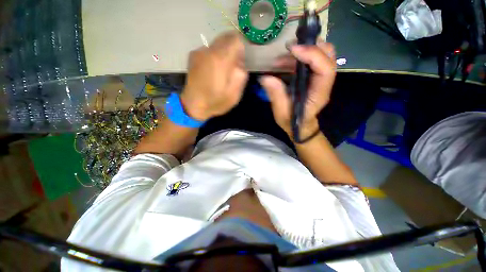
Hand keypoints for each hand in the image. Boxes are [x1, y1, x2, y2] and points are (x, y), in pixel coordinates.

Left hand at [180, 31, 247, 120]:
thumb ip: (241, 74)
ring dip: (223, 54)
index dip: (241, 49)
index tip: (240, 62)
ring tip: (221, 72)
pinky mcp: (193, 56)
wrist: (193, 105)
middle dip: (232, 50)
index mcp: (221, 59)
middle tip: (232, 68)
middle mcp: (209, 50)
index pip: (235, 39)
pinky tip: (211, 72)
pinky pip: (209, 50)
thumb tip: (240, 61)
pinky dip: (214, 57)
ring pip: (217, 44)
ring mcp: (199, 52)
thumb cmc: (216, 101)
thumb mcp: (235, 93)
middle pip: (226, 38)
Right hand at [259, 40, 336, 138]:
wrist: (300, 126)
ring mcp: (319, 80)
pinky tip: (284, 63)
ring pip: (321, 55)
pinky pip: (311, 61)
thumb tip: (266, 77)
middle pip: (328, 56)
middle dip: (311, 46)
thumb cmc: (293, 121)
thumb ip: (276, 95)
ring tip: (282, 57)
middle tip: (291, 48)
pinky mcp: (313, 79)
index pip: (325, 69)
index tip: (293, 50)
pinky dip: (299, 57)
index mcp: (318, 93)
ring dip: (303, 51)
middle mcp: (323, 83)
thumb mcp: (282, 112)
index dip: (312, 55)